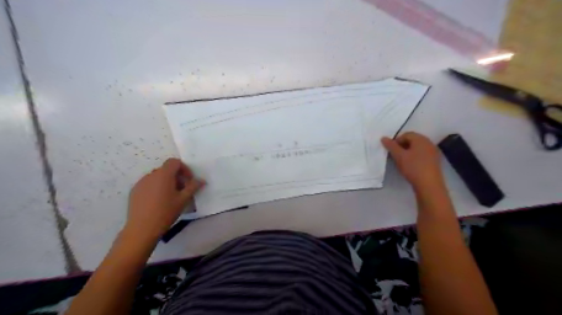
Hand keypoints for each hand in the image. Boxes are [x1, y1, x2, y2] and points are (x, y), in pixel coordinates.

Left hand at [125, 158, 205, 240]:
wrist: (142, 229)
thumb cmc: (166, 212)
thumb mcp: (183, 199)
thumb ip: (193, 187)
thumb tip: (201, 180)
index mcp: (163, 175)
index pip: (174, 162)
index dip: (184, 169)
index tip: (188, 181)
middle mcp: (151, 175)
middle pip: (166, 169)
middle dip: (176, 177)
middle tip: (182, 190)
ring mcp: (140, 183)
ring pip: (157, 177)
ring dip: (166, 182)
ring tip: (170, 197)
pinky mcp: (134, 191)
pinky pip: (148, 184)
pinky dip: (156, 188)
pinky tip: (158, 202)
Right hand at [380, 132, 445, 189]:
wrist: (429, 184)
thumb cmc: (413, 167)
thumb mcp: (399, 156)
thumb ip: (391, 146)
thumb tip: (383, 138)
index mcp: (421, 139)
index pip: (406, 134)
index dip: (396, 141)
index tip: (391, 150)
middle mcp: (428, 143)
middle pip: (412, 140)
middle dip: (401, 146)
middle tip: (394, 155)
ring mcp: (433, 152)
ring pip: (417, 148)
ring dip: (407, 152)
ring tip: (401, 161)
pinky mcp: (434, 161)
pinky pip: (422, 154)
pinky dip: (414, 157)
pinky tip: (410, 166)